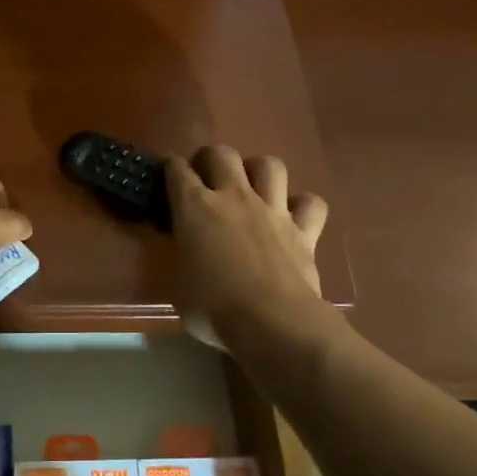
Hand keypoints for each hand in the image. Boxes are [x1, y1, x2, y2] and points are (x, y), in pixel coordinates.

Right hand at [165, 146, 327, 350]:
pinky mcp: (304, 230)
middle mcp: (234, 197)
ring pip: (269, 165)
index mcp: (195, 208)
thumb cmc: (213, 308)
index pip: (176, 170)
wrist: (272, 322)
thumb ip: (178, 257)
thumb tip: (183, 252)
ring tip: (251, 187)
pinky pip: (310, 203)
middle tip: (206, 177)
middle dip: (210, 159)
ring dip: (258, 171)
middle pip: (222, 154)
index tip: (166, 177)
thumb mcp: (176, 284)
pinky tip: (293, 216)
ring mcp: (273, 210)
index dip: (169, 168)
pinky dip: (302, 206)